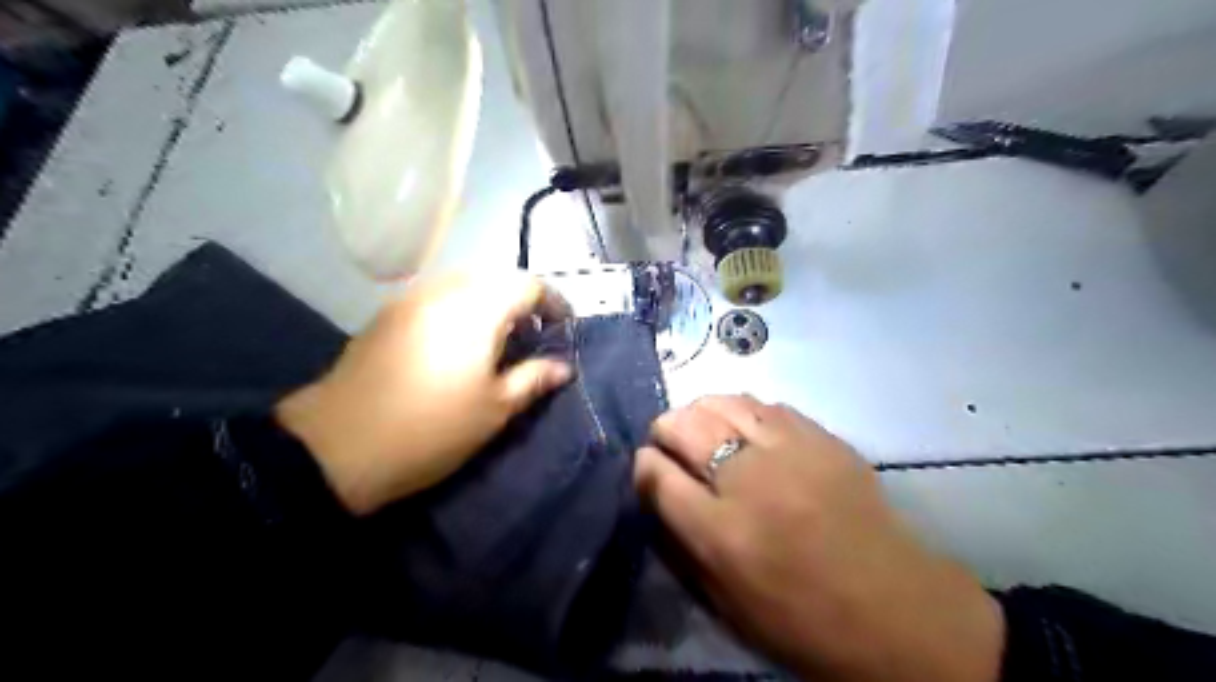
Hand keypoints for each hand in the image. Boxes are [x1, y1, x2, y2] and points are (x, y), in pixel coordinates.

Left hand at [278, 270, 572, 512]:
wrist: (337, 446)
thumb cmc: (431, 429)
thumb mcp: (494, 409)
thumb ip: (533, 379)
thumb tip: (562, 367)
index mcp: (477, 309)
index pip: (528, 284)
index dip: (554, 302)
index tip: (564, 326)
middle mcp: (444, 291)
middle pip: (496, 277)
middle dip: (522, 300)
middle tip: (532, 335)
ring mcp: (410, 300)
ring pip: (464, 283)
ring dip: (490, 302)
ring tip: (497, 339)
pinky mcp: (387, 315)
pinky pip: (437, 296)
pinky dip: (460, 307)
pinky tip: (457, 343)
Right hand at [631, 397, 1002, 677]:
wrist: (897, 611)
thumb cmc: (803, 620)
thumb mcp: (726, 601)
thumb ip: (682, 541)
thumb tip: (656, 488)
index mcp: (721, 533)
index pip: (657, 475)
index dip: (643, 464)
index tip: (646, 463)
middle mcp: (750, 481)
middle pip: (686, 426)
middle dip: (666, 427)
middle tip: (668, 438)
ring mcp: (792, 452)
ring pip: (726, 403)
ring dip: (702, 410)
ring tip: (702, 424)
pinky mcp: (824, 439)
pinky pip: (768, 407)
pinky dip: (745, 411)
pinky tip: (747, 426)